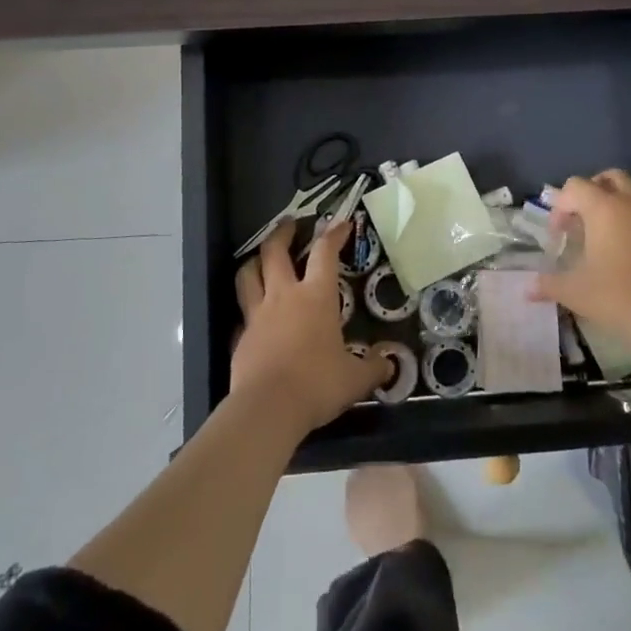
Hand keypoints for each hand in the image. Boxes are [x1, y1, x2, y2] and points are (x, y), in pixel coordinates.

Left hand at [230, 220, 385, 436]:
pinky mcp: (240, 337)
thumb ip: (373, 368)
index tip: (341, 223)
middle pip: (275, 251)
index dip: (334, 234)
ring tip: (261, 257)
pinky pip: (242, 312)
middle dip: (283, 232)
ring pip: (248, 274)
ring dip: (255, 260)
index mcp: (316, 297)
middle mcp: (284, 296)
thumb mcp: (355, 379)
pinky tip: (252, 313)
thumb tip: (389, 365)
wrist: (268, 408)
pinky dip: (247, 306)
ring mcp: (257, 315)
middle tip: (289, 223)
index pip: (325, 253)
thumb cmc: (317, 384)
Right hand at [533, 170, 630, 345]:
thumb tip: (528, 289)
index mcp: (604, 208)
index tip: (558, 233)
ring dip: (621, 208)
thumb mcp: (572, 290)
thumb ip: (548, 284)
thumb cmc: (613, 295)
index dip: (561, 205)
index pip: (576, 186)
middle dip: (594, 189)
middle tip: (584, 216)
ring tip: (610, 236)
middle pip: (612, 177)